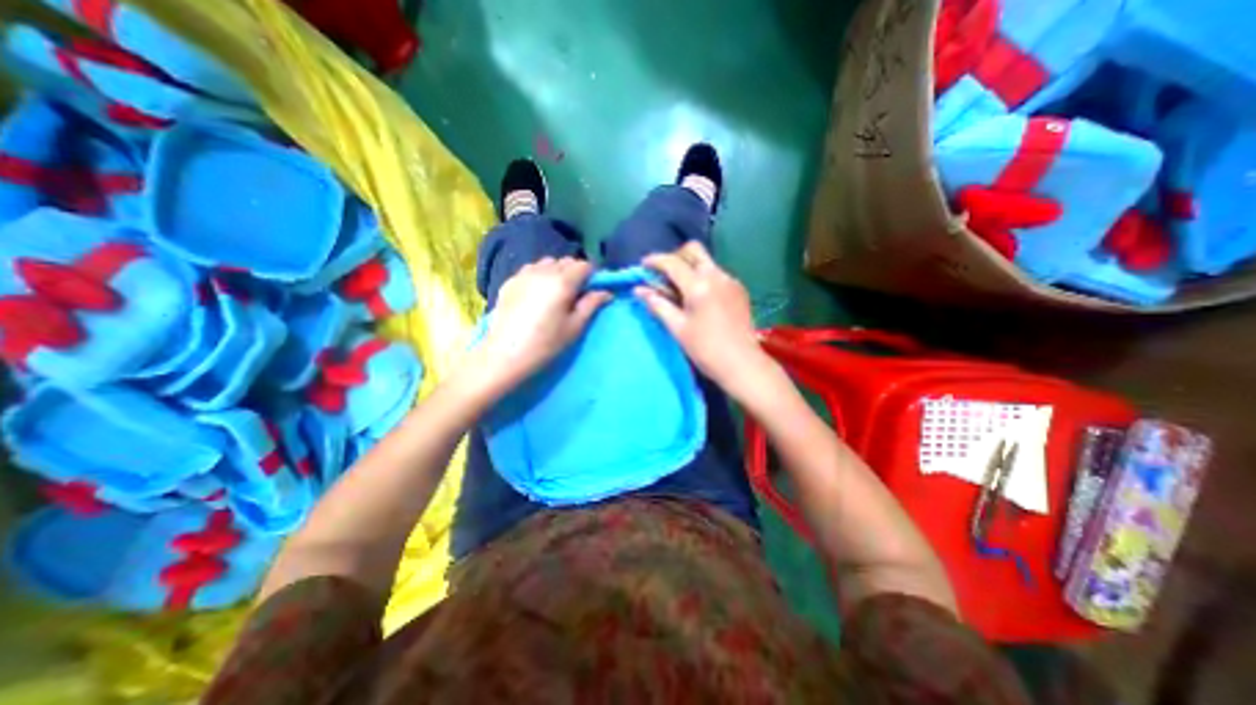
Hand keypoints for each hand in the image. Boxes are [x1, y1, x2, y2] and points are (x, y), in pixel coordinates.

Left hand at [479, 255, 612, 389]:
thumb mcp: (574, 327)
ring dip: (557, 272)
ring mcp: (524, 274)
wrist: (504, 355)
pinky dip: (540, 275)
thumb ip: (591, 304)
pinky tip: (537, 294)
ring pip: (547, 263)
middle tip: (576, 294)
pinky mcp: (510, 281)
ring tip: (555, 292)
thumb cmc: (546, 344)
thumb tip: (606, 292)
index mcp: (562, 282)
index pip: (584, 265)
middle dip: (575, 273)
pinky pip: (531, 269)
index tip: (593, 290)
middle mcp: (543, 271)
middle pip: (566, 261)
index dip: (592, 275)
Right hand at [640, 242, 765, 390]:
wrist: (742, 364)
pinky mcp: (739, 289)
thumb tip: (639, 290)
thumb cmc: (706, 349)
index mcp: (699, 285)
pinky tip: (698, 297)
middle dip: (675, 257)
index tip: (643, 266)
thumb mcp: (677, 328)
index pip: (672, 262)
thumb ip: (658, 305)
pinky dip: (703, 277)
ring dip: (689, 267)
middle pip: (693, 250)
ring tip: (679, 290)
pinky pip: (716, 274)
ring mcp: (731, 281)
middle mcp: (717, 275)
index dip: (655, 261)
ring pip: (706, 261)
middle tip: (663, 275)